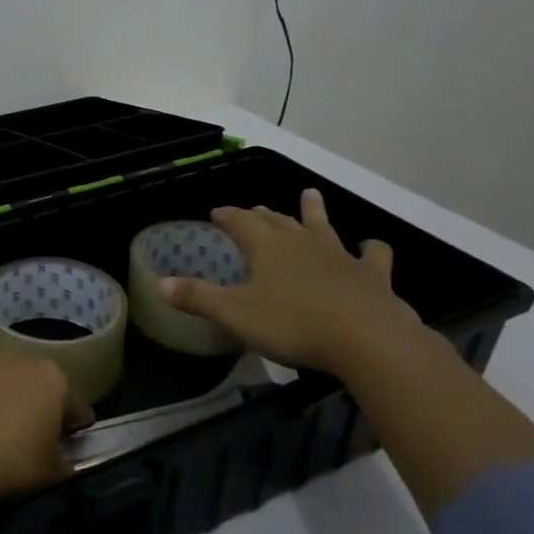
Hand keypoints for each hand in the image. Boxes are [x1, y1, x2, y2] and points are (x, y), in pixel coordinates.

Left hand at [0, 352, 94, 499]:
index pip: (76, 404)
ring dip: (5, 403)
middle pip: (38, 385)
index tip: (76, 444)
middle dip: (40, 408)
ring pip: (2, 384)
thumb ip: (63, 462)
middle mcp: (18, 360)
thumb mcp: (50, 472)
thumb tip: (63, 461)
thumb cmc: (11, 458)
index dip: (78, 427)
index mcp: (52, 379)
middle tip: (37, 439)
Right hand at [162, 189, 422, 373]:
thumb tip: (161, 284)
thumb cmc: (293, 324)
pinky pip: (373, 254)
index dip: (226, 216)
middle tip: (254, 209)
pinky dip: (370, 249)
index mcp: (266, 246)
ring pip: (322, 225)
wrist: (368, 339)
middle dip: (262, 215)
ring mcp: (339, 254)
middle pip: (277, 220)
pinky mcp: (372, 274)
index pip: (239, 221)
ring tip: (310, 195)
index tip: (215, 212)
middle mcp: (301, 241)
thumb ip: (198, 298)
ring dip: (314, 211)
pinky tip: (370, 248)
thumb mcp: (235, 314)